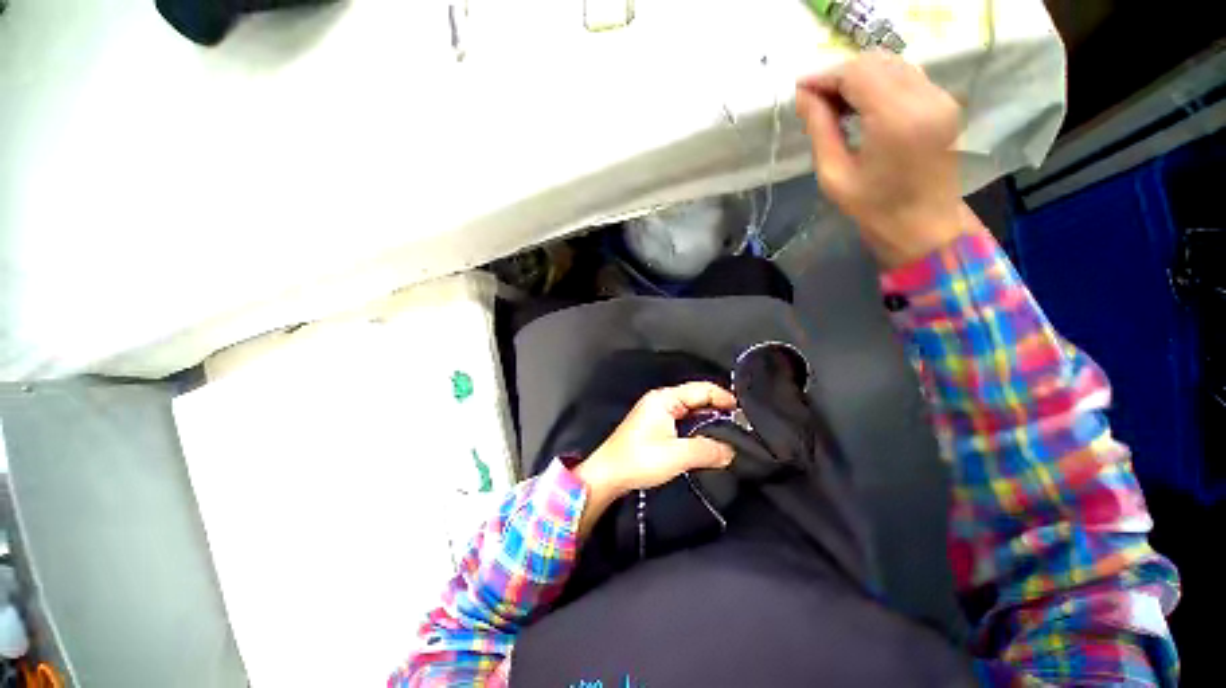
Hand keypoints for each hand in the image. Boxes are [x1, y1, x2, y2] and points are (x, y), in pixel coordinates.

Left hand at [574, 383, 736, 536]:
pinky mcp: (655, 425)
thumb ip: (707, 450)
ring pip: (690, 409)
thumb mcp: (676, 455)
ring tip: (729, 433)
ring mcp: (657, 412)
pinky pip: (683, 420)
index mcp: (665, 398)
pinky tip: (708, 439)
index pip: (701, 389)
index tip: (744, 412)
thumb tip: (731, 451)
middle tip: (741, 425)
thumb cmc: (639, 460)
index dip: (723, 397)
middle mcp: (661, 400)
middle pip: (696, 397)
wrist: (608, 474)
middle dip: (718, 408)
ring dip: (708, 418)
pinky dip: (697, 426)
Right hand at [795, 51, 965, 267]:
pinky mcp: (945, 102)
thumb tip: (803, 96)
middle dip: (841, 74)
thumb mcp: (834, 175)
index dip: (825, 76)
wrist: (924, 226)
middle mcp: (925, 96)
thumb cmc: (873, 208)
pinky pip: (907, 76)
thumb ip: (820, 129)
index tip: (800, 89)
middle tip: (815, 99)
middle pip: (876, 61)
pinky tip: (861, 105)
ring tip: (834, 103)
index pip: (857, 73)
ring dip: (860, 76)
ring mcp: (940, 97)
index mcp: (897, 117)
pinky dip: (880, 82)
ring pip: (893, 64)